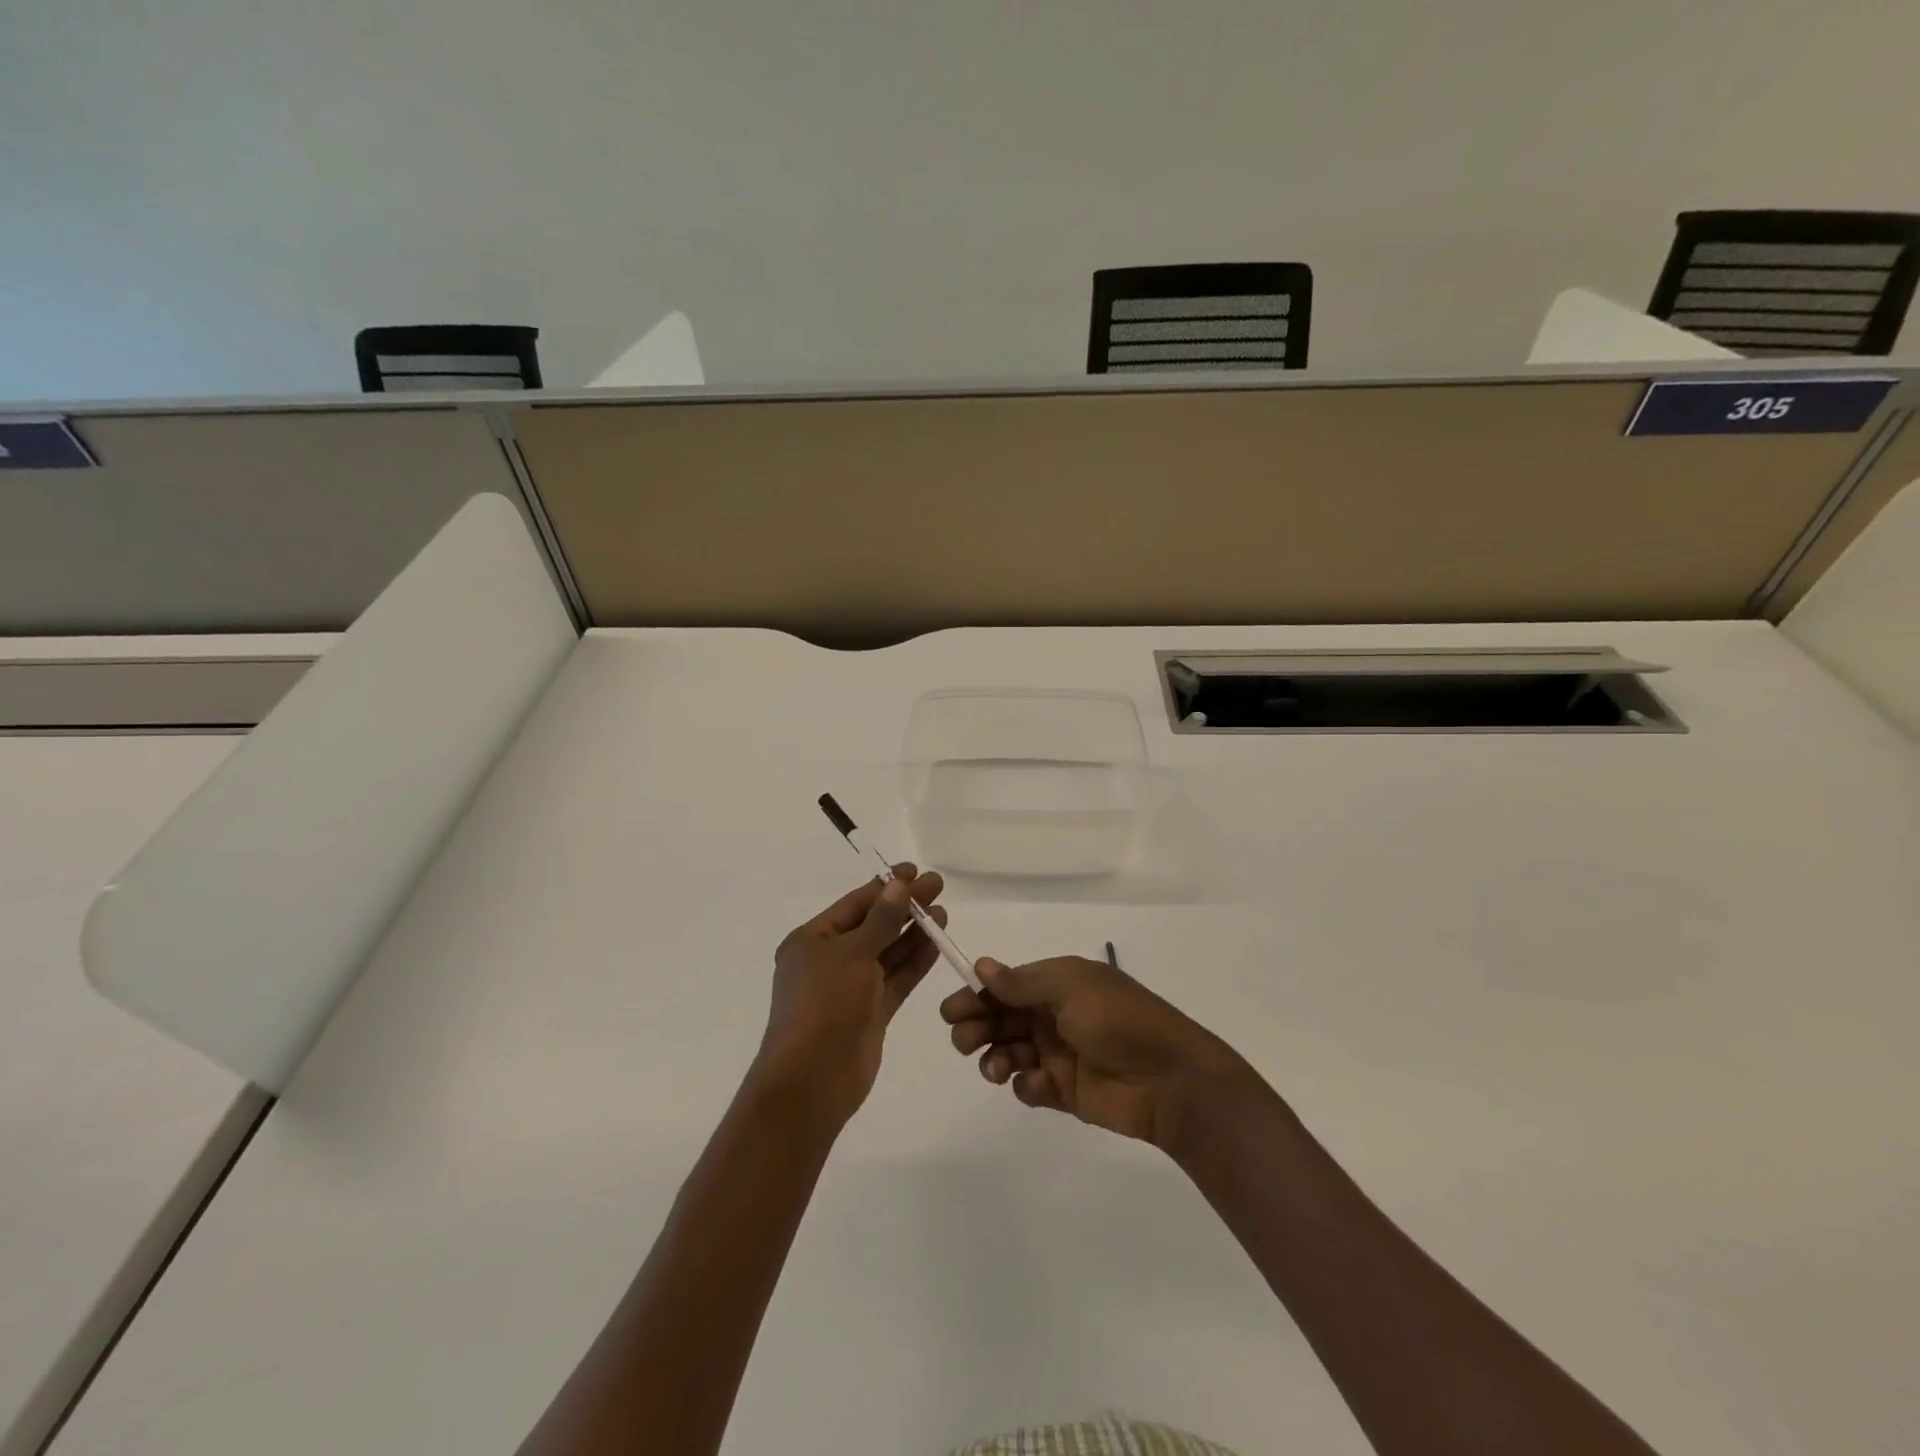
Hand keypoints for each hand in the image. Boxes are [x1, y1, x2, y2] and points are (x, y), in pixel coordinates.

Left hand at [754, 866, 946, 1127]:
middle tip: (938, 886)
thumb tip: (900, 884)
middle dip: (904, 906)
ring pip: (887, 952)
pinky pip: (896, 979)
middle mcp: (829, 960)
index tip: (916, 871)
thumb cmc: (824, 1006)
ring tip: (943, 911)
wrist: (812, 1081)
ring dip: (913, 932)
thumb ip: (881, 920)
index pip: (855, 904)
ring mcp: (851, 988)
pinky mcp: (871, 1012)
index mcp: (811, 940)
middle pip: (874, 925)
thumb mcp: (852, 954)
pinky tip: (937, 943)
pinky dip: (915, 961)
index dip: (886, 886)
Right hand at [939, 955, 1252, 1150]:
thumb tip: (982, 965)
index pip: (1006, 986)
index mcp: (1058, 984)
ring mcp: (1059, 1054)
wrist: (1169, 1079)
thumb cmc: (1118, 1020)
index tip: (951, 1010)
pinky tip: (1037, 1085)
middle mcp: (1054, 1015)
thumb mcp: (1070, 988)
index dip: (977, 995)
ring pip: (1010, 1051)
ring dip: (994, 1057)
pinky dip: (1025, 1084)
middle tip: (963, 1040)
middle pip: (1002, 1018)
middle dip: (977, 1026)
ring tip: (994, 1068)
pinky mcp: (1065, 1091)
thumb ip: (1022, 982)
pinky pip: (1030, 1085)